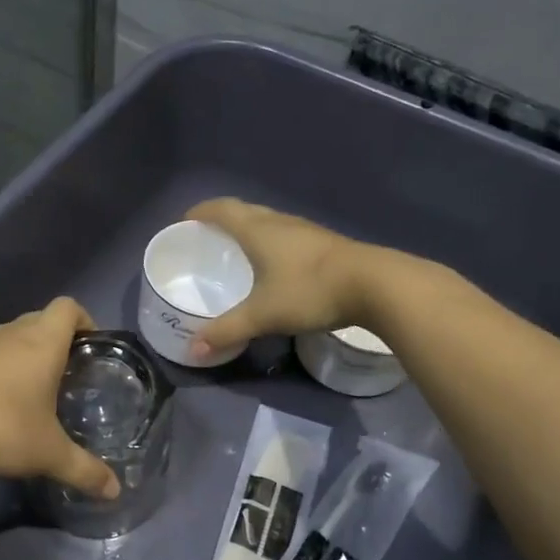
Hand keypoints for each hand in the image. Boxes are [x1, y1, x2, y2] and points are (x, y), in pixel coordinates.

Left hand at [0, 297, 120, 498]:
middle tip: (71, 374)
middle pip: (42, 318)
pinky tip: (2, 403)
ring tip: (38, 389)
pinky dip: (2, 367)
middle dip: (60, 340)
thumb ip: (86, 470)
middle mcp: (11, 334)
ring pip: (13, 335)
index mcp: (41, 342)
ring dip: (28, 352)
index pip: (68, 307)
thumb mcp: (49, 455)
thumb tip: (115, 491)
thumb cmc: (1, 430)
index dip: (86, 321)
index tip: (93, 351)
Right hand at [185, 198, 374, 358]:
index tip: (183, 222)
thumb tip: (193, 350)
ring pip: (267, 221)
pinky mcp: (324, 244)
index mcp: (258, 230)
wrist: (376, 285)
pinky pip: (284, 234)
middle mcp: (279, 222)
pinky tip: (271, 265)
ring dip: (247, 229)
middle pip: (243, 211)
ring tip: (234, 250)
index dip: (199, 212)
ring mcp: (305, 231)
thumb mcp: (264, 315)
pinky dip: (268, 241)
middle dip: (220, 219)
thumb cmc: (311, 290)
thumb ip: (227, 331)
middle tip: (204, 238)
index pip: (220, 209)